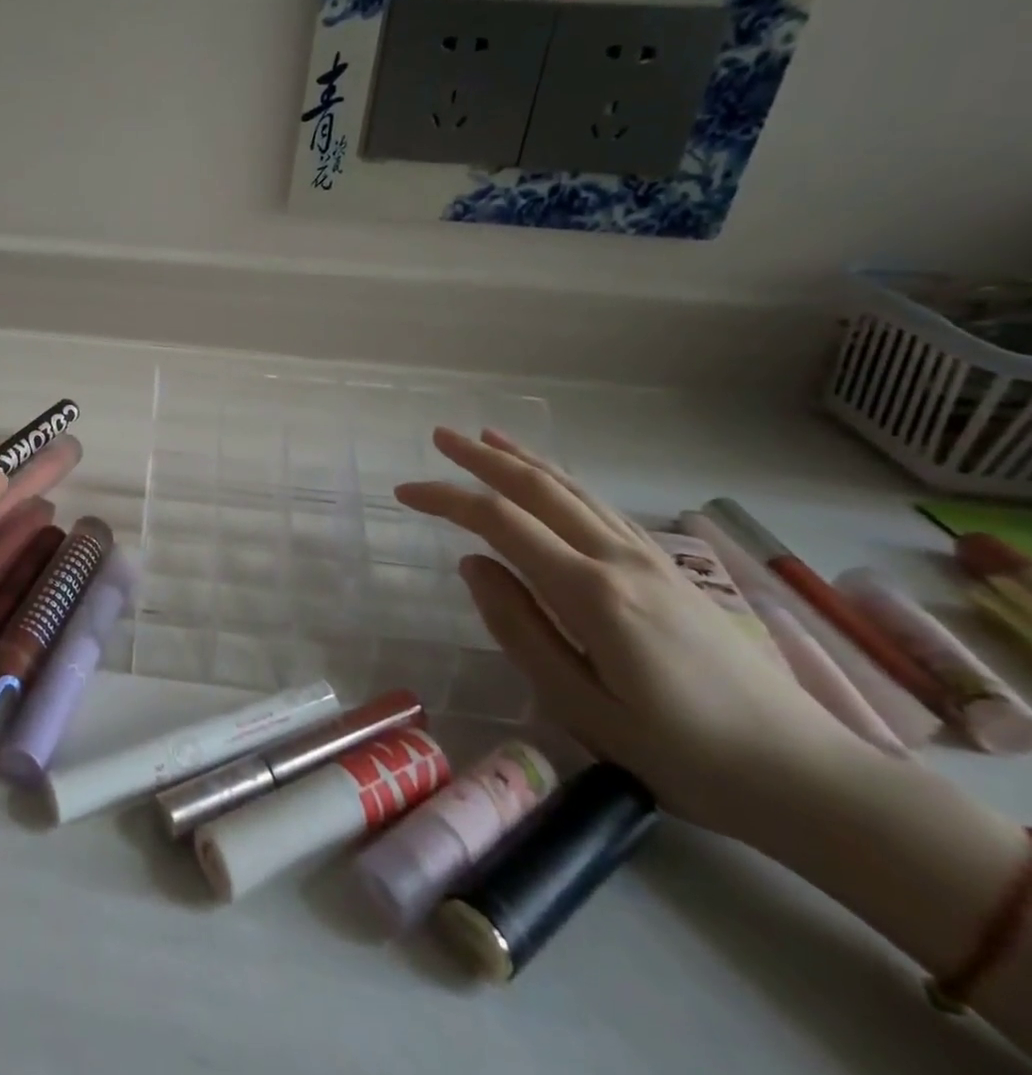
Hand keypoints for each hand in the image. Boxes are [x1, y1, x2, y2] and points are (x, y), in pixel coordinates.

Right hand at [395, 428, 865, 842]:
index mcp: (590, 592)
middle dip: (484, 458)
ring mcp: (652, 562)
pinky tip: (554, 484)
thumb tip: (474, 565)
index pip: (501, 522)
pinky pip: (605, 510)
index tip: (404, 493)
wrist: (810, 779)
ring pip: (576, 491)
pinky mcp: (673, 573)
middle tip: (439, 436)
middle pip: (540, 489)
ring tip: (489, 437)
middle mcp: (619, 560)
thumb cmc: (684, 756)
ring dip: (525, 460)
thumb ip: (519, 628)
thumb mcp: (580, 706)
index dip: (447, 499)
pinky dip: (566, 484)